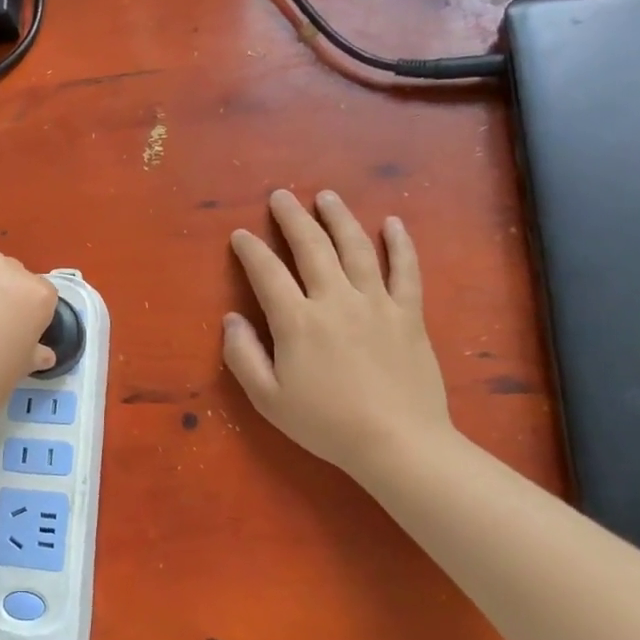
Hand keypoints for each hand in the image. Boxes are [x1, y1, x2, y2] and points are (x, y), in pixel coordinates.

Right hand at [224, 189, 452, 479]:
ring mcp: (376, 303)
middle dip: (292, 218)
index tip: (240, 235)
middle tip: (280, 196)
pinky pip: (406, 271)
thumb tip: (230, 319)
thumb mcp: (268, 398)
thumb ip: (243, 355)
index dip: (250, 250)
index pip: (267, 273)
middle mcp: (335, 300)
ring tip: (326, 197)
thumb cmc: (326, 424)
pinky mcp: (409, 314)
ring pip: (356, 248)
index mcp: (297, 321)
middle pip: (311, 247)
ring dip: (339, 218)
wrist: (398, 443)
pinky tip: (393, 223)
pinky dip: (400, 244)